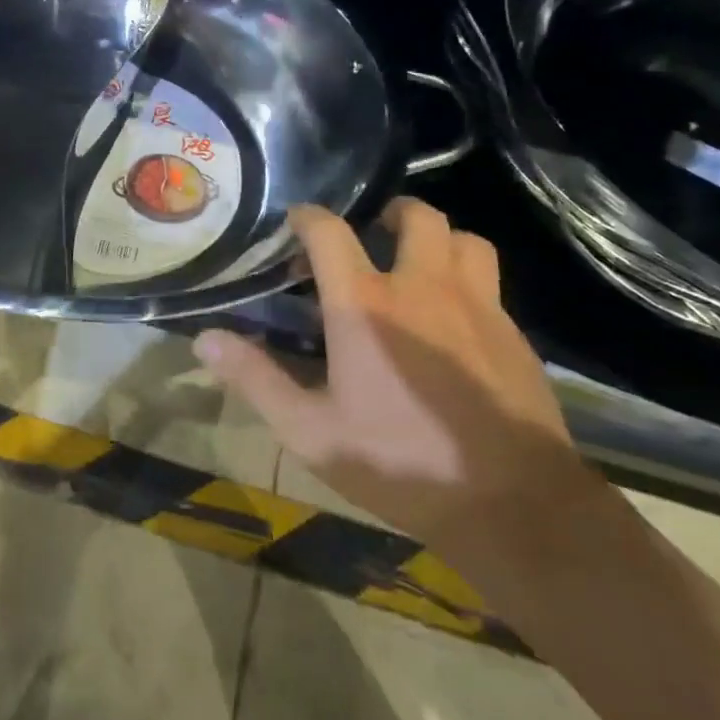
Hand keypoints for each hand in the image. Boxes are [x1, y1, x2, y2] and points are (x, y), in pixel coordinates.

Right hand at [193, 199, 596, 556]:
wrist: (515, 506)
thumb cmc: (401, 463)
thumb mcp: (311, 431)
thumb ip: (256, 379)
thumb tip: (204, 339)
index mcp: (365, 304)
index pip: (330, 232)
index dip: (308, 217)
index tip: (296, 222)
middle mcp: (422, 287)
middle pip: (415, 216)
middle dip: (389, 212)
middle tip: (372, 234)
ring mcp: (476, 305)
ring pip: (463, 238)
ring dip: (438, 238)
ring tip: (419, 263)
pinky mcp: (512, 332)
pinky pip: (489, 280)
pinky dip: (466, 278)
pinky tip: (454, 317)